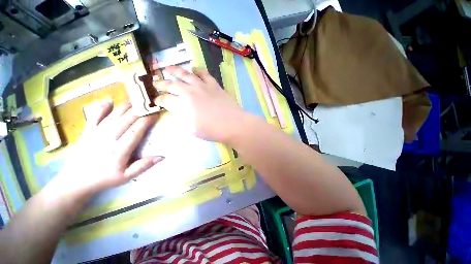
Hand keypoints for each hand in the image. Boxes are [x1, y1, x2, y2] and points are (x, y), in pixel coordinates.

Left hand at [53, 101, 163, 198]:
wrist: (76, 180)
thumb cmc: (104, 178)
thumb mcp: (126, 176)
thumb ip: (143, 166)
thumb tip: (162, 156)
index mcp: (119, 150)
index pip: (136, 130)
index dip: (147, 120)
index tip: (156, 112)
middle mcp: (108, 138)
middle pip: (127, 119)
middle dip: (140, 109)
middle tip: (150, 101)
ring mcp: (96, 133)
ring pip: (114, 115)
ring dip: (126, 106)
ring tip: (136, 98)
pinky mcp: (88, 131)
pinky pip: (95, 116)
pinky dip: (102, 107)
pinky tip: (109, 100)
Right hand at [154, 66, 245, 142]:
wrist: (232, 124)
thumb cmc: (212, 130)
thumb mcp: (192, 129)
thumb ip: (183, 118)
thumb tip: (179, 111)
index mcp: (182, 105)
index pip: (166, 100)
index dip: (159, 100)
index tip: (157, 101)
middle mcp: (189, 92)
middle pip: (172, 84)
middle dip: (162, 83)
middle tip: (156, 83)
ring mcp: (202, 86)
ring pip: (186, 74)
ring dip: (175, 70)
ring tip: (168, 67)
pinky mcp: (214, 85)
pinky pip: (204, 74)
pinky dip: (198, 70)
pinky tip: (194, 69)